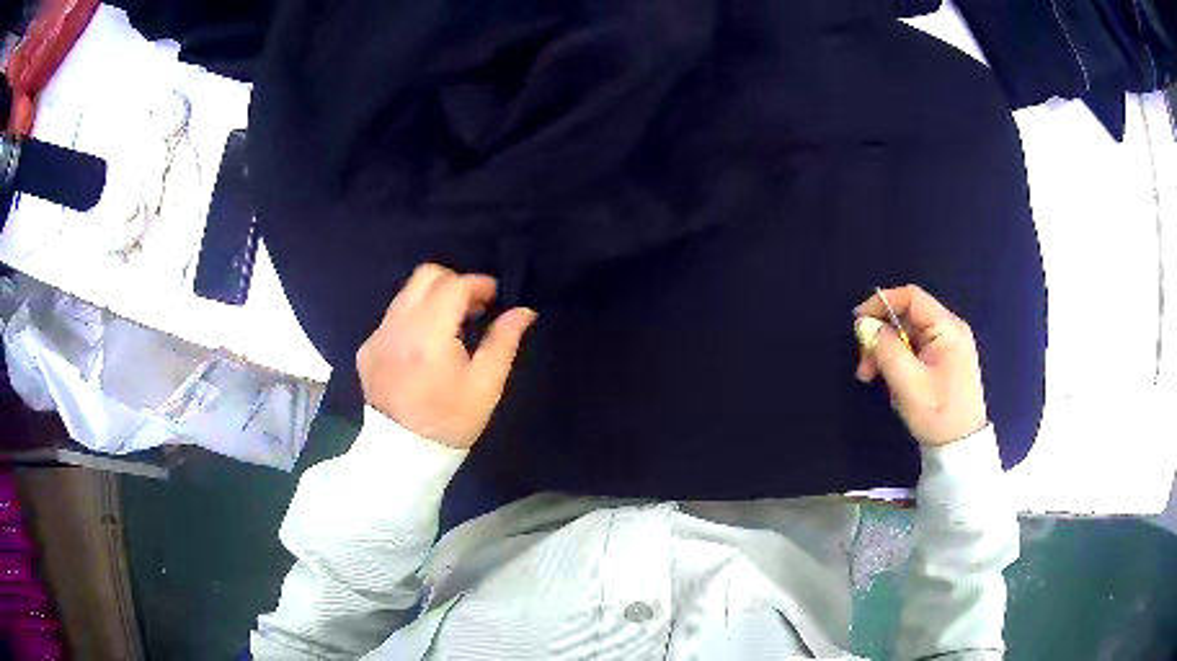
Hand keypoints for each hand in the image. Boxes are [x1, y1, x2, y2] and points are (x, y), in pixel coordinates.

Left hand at [357, 264, 536, 448]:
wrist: (405, 455)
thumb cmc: (451, 422)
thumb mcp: (486, 385)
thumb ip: (504, 341)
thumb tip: (523, 312)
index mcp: (428, 335)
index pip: (453, 285)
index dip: (479, 284)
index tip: (495, 298)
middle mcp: (397, 326)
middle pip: (425, 275)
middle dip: (454, 283)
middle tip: (473, 308)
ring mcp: (377, 336)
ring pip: (406, 293)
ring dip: (432, 299)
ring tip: (451, 327)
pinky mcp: (367, 349)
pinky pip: (393, 317)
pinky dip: (413, 319)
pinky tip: (424, 348)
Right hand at [852, 285, 987, 446]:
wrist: (961, 448)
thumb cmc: (938, 414)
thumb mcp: (908, 384)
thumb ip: (885, 349)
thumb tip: (864, 324)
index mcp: (947, 328)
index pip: (911, 297)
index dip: (882, 303)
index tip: (858, 323)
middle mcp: (949, 330)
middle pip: (907, 318)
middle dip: (881, 336)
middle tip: (864, 367)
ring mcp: (948, 347)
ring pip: (908, 336)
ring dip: (886, 352)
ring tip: (871, 379)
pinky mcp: (943, 363)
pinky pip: (915, 351)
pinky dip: (898, 362)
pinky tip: (892, 384)